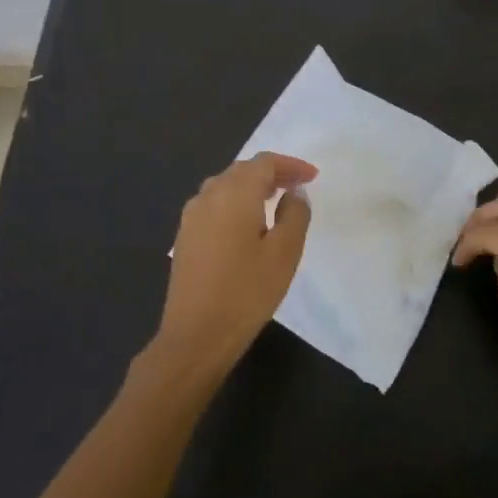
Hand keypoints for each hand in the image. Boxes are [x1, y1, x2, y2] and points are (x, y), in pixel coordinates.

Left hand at [153, 152, 316, 376]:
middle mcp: (209, 196)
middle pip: (242, 170)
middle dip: (272, 173)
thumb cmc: (247, 291)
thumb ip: (295, 214)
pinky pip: (213, 205)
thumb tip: (293, 192)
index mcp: (235, 193)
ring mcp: (191, 217)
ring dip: (251, 187)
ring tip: (275, 201)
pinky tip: (247, 224)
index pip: (264, 162)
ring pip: (225, 186)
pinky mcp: (184, 237)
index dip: (291, 165)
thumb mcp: (285, 252)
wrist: (196, 335)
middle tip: (297, 186)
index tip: (313, 177)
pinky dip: (235, 203)